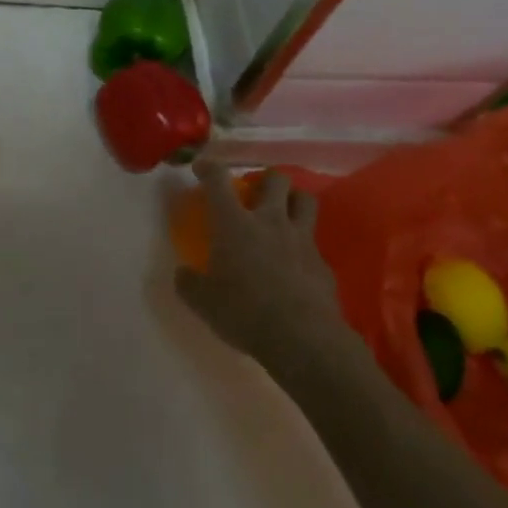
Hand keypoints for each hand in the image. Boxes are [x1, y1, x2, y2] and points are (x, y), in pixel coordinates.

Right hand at [174, 157, 337, 357]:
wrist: (304, 340)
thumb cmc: (244, 313)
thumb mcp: (202, 302)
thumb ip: (189, 283)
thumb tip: (184, 274)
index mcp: (234, 224)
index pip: (218, 181)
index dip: (209, 168)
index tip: (202, 167)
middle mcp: (270, 221)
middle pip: (275, 179)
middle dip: (264, 179)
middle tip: (253, 193)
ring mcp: (301, 240)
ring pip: (305, 200)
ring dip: (293, 199)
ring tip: (282, 212)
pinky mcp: (323, 264)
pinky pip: (314, 242)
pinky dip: (303, 244)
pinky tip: (295, 263)